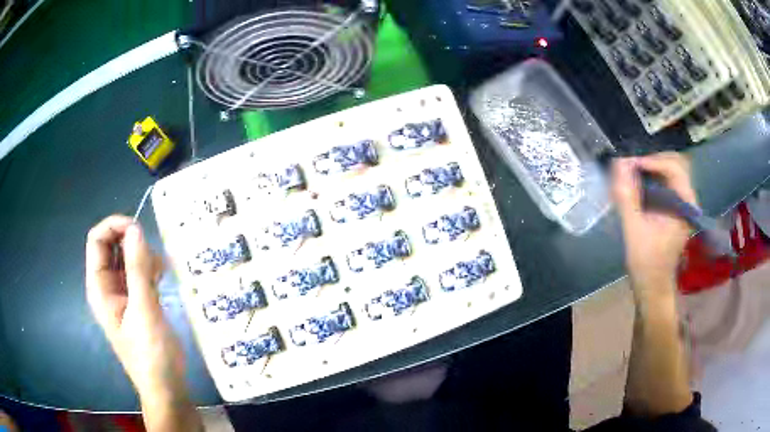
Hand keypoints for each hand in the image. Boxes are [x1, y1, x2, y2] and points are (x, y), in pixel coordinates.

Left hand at [85, 215, 185, 402]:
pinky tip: (162, 280)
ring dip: (144, 257)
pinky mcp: (137, 300)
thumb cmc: (150, 354)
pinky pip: (139, 272)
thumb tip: (136, 228)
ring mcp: (122, 293)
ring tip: (161, 274)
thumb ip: (138, 270)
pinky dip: (150, 269)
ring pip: (127, 257)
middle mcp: (107, 286)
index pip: (97, 240)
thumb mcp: (144, 311)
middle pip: (112, 245)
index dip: (114, 226)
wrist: (166, 387)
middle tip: (153, 257)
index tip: (139, 229)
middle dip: (132, 242)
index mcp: (100, 287)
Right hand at [612, 153, 695, 294]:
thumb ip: (627, 196)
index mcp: (685, 206)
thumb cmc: (646, 262)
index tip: (629, 164)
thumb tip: (619, 163)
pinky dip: (655, 177)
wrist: (653, 286)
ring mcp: (685, 204)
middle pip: (675, 164)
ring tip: (634, 173)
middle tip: (633, 166)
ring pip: (673, 171)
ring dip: (654, 167)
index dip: (651, 161)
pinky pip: (670, 182)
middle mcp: (689, 201)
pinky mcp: (679, 209)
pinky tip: (641, 184)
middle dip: (653, 160)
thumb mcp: (634, 229)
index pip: (673, 167)